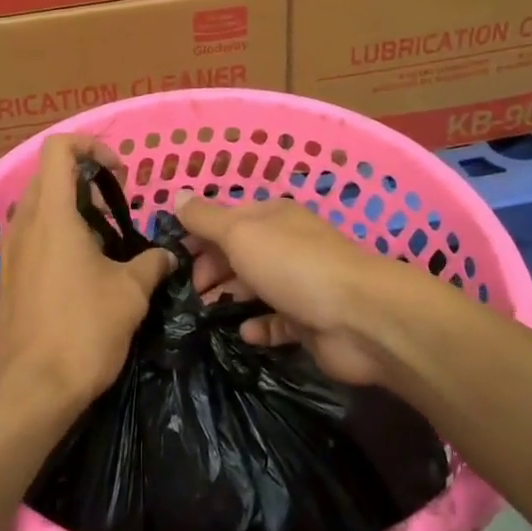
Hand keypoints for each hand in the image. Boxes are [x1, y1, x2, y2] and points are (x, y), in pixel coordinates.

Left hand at [0, 136, 174, 417]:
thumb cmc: (81, 332)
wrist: (28, 392)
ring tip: (105, 244)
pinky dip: (59, 235)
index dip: (92, 146)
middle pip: (50, 174)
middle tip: (116, 210)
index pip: (59, 147)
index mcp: (53, 213)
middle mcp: (25, 223)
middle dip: (86, 180)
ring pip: (40, 205)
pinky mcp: (8, 276)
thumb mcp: (130, 294)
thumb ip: (152, 264)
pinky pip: (33, 235)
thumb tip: (168, 255)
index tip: (120, 175)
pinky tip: (84, 273)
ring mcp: (11, 250)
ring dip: (73, 210)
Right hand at [174, 194, 419, 387]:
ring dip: (229, 298)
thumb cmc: (293, 265)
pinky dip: (258, 327)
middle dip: (210, 269)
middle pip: (238, 254)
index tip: (171, 258)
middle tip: (185, 293)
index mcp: (270, 217)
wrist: (360, 318)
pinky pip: (276, 322)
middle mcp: (285, 244)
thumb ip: (206, 218)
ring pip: (255, 287)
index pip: (226, 219)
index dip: (197, 235)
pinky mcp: (309, 321)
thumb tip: (176, 196)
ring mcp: (299, 283)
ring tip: (202, 315)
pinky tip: (243, 334)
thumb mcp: (240, 233)